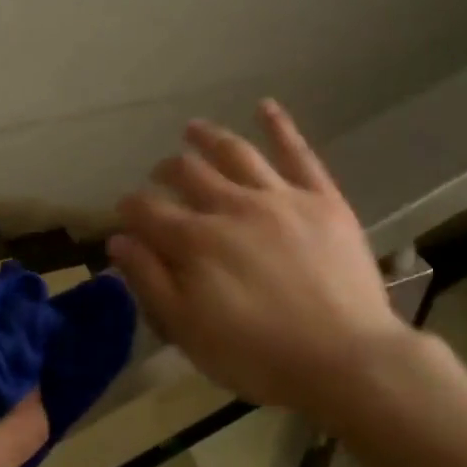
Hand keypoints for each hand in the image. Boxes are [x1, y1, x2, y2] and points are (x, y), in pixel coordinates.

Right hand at [109, 100, 428, 431]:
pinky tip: (265, 106)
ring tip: (192, 128)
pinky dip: (279, 126)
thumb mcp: (189, 331)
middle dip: (165, 171)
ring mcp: (278, 197)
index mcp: (195, 240)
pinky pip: (297, 153)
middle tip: (159, 174)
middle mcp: (231, 206)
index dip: (130, 207)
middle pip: (187, 173)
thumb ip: (150, 281)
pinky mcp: (320, 199)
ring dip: (208, 137)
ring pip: (234, 153)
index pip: (148, 210)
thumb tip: (119, 240)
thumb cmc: (259, 355)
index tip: (125, 210)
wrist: (347, 360)